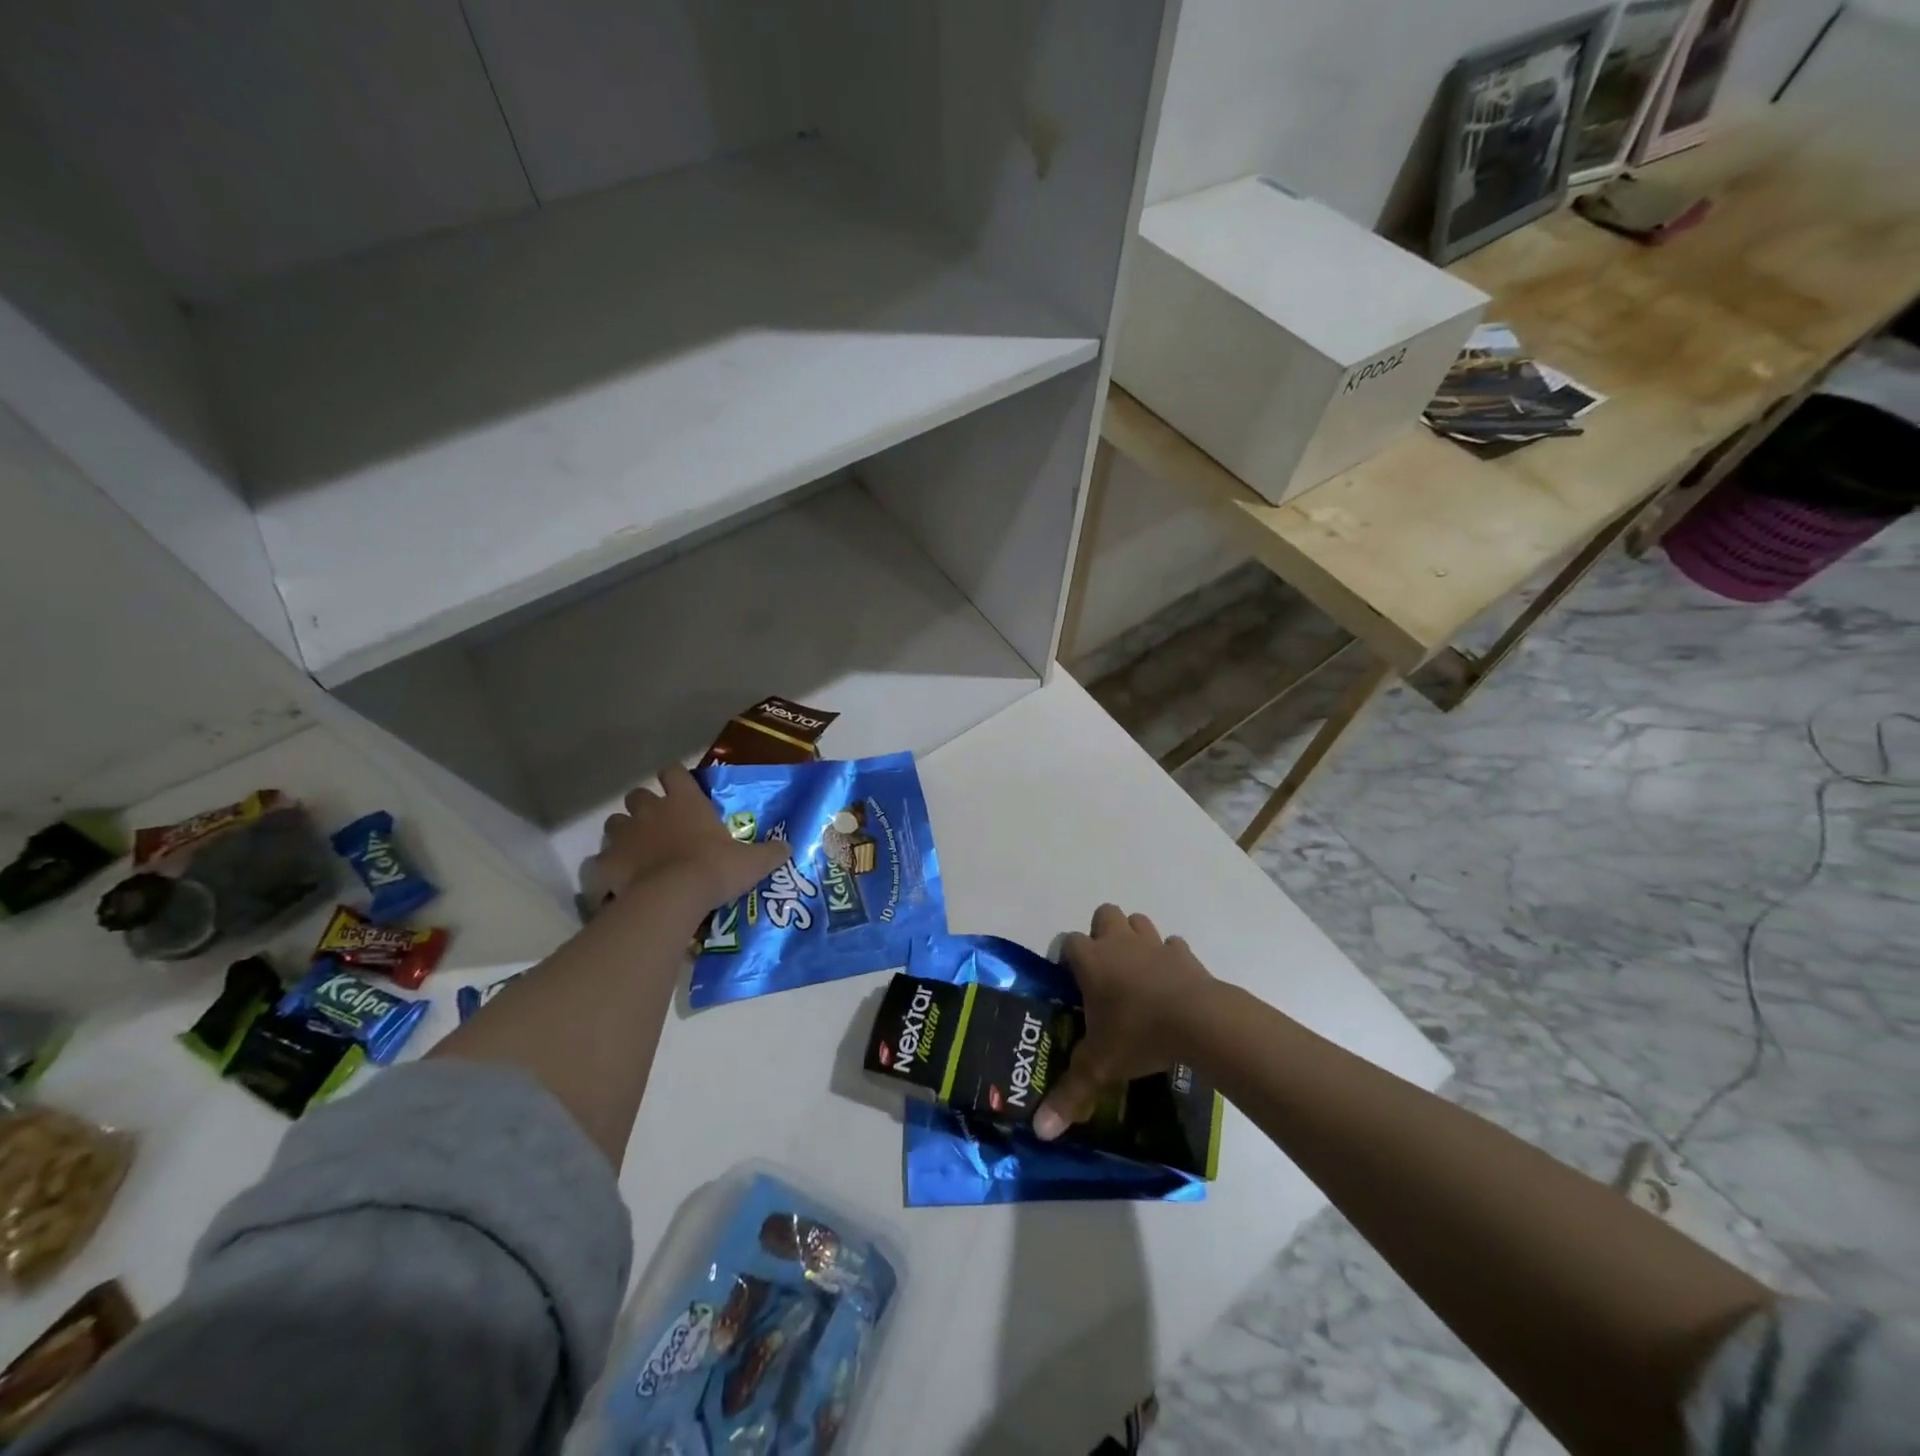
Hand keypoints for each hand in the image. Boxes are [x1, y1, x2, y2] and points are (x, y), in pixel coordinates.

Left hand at [581, 766, 791, 911]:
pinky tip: (613, 883)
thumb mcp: (752, 862)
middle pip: (637, 795)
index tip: (680, 788)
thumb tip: (788, 847)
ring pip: (614, 823)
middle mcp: (651, 810)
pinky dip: (603, 870)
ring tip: (636, 853)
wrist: (673, 897)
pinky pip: (597, 862)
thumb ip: (770, 852)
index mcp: (685, 802)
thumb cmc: (714, 869)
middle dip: (644, 807)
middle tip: (657, 826)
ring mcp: (624, 835)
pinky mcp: (605, 862)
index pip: (674, 772)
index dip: (675, 777)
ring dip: (623, 834)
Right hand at [1033, 903, 1214, 1140]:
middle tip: (1104, 969)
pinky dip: (1170, 958)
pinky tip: (1170, 983)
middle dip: (1102, 933)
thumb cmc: (1138, 1034)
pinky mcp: (1185, 955)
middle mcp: (1119, 944)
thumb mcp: (1099, 1068)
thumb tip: (1040, 1130)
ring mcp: (1154, 945)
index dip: (1066, 957)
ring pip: (1139, 922)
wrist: (1197, 1021)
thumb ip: (1070, 1095)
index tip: (1069, 980)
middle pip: (1104, 915)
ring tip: (1136, 972)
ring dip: (1135, 939)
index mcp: (1091, 961)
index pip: (1068, 942)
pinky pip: (1173, 946)